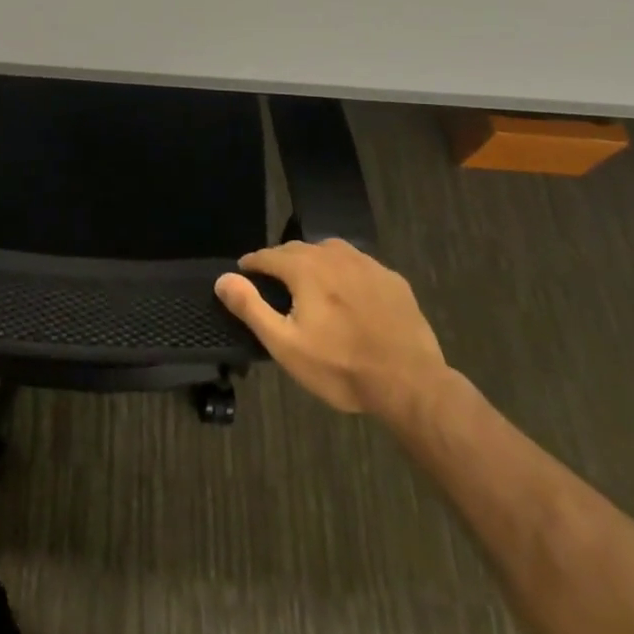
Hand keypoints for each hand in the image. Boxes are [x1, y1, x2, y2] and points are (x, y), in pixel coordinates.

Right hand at [215, 239, 447, 419]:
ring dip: (314, 263)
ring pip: (330, 252)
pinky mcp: (392, 280)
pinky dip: (345, 274)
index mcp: (304, 267)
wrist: (411, 384)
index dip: (251, 264)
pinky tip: (350, 296)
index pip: (267, 255)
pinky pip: (359, 266)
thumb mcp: (286, 345)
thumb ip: (251, 307)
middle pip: (297, 249)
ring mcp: (367, 264)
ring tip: (310, 285)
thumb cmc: (341, 367)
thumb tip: (223, 278)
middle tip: (274, 284)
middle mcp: (333, 255)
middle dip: (281, 262)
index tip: (243, 273)